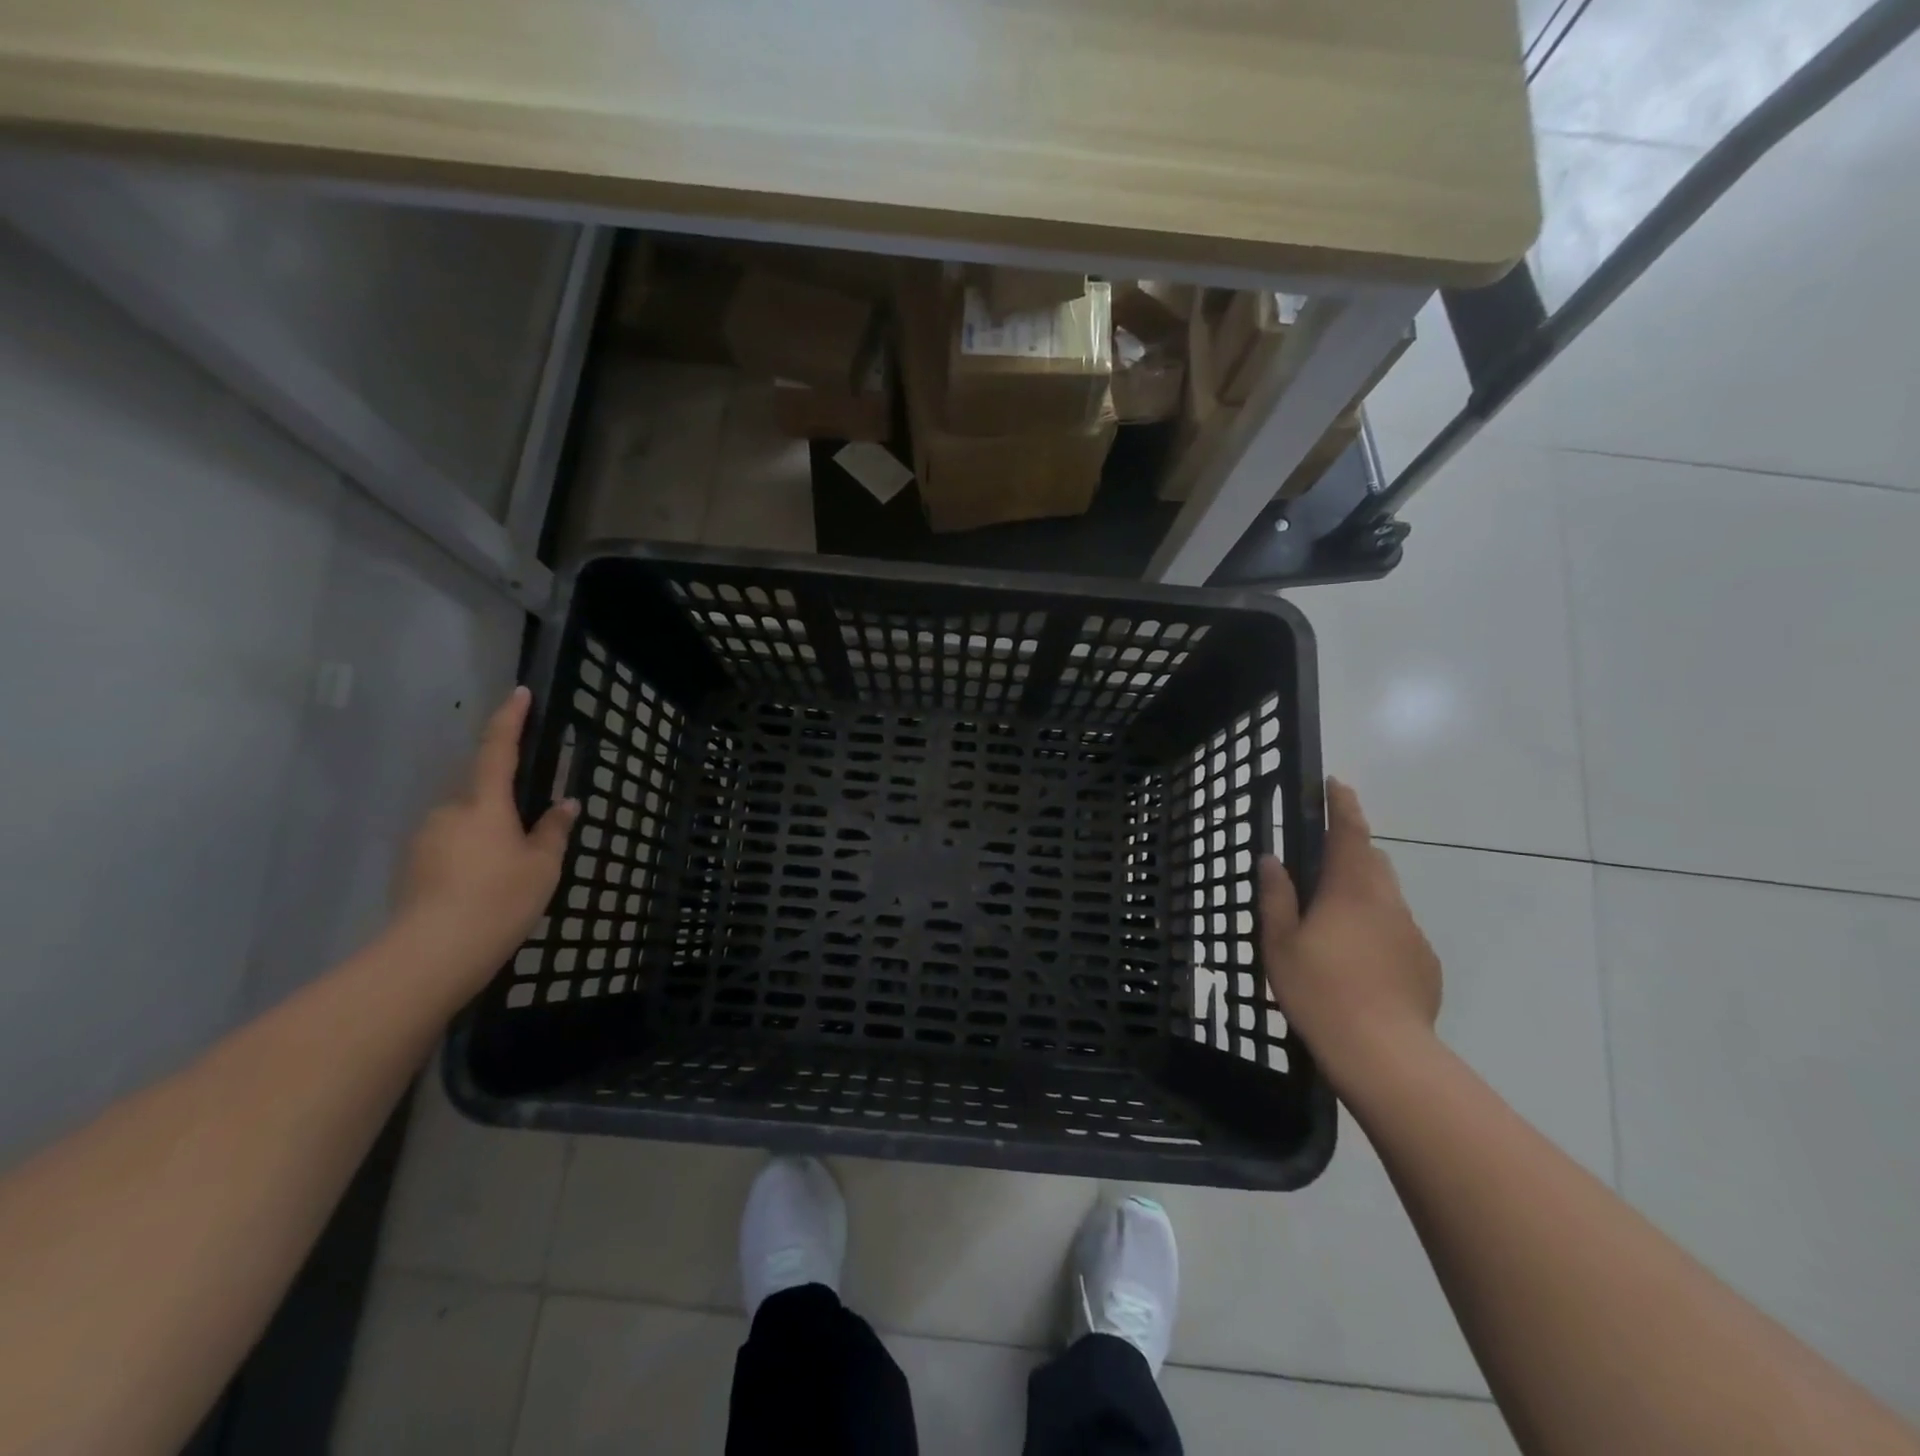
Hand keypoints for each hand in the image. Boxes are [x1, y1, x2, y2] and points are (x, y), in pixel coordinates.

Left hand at [393, 687, 576, 983]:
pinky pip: (450, 846)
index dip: (510, 720)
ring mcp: (425, 838)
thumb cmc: (499, 901)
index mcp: (484, 804)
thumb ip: (553, 831)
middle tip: (529, 836)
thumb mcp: (542, 867)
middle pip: (480, 792)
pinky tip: (483, 887)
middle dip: (504, 803)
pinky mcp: (411, 865)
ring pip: (465, 822)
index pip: (498, 750)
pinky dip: (470, 856)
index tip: (520, 693)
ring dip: (487, 834)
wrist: (431, 955)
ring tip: (508, 873)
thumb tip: (565, 805)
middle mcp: (449, 811)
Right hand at [1259, 778, 1441, 1092]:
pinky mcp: (1425, 963)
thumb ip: (1276, 897)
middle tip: (1322, 861)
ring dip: (1362, 894)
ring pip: (1386, 897)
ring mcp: (1412, 933)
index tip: (1335, 784)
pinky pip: (1397, 931)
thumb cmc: (1319, 990)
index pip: (1349, 832)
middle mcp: (1387, 902)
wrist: (1383, 1053)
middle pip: (1373, 861)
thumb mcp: (1280, 943)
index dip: (1342, 805)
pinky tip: (1358, 961)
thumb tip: (1271, 860)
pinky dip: (1377, 929)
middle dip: (1351, 850)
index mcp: (1350, 890)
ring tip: (1334, 921)